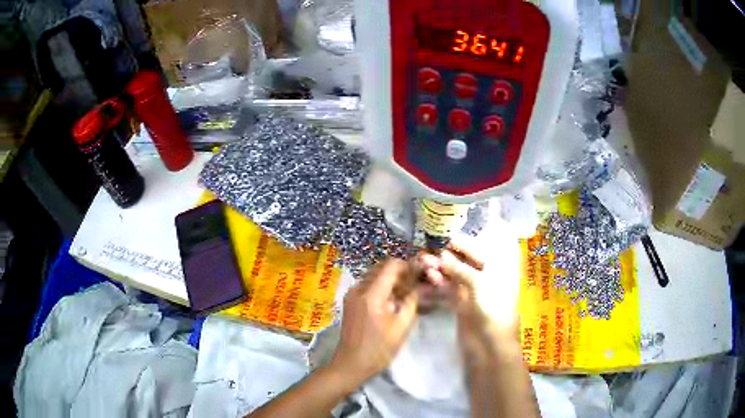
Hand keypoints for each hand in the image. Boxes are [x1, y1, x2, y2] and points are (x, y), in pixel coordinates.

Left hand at [330, 259, 418, 384]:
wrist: (351, 364)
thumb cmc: (379, 349)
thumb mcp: (402, 326)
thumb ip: (412, 301)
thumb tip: (422, 286)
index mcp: (371, 294)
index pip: (391, 266)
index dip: (408, 266)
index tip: (421, 274)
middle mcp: (358, 289)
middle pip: (381, 268)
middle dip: (400, 272)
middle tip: (416, 284)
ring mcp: (352, 294)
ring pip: (375, 276)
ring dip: (391, 280)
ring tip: (407, 293)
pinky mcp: (350, 301)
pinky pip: (368, 285)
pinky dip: (382, 287)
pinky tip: (393, 300)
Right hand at [419, 239, 519, 361]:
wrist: (491, 343)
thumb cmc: (493, 307)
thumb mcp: (479, 283)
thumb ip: (459, 268)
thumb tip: (442, 255)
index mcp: (494, 266)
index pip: (473, 249)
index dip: (455, 243)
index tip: (436, 237)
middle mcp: (483, 275)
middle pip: (461, 262)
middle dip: (443, 257)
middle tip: (424, 253)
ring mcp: (471, 290)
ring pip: (452, 275)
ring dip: (438, 270)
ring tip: (422, 265)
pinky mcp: (461, 304)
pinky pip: (448, 289)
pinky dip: (438, 284)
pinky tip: (428, 280)